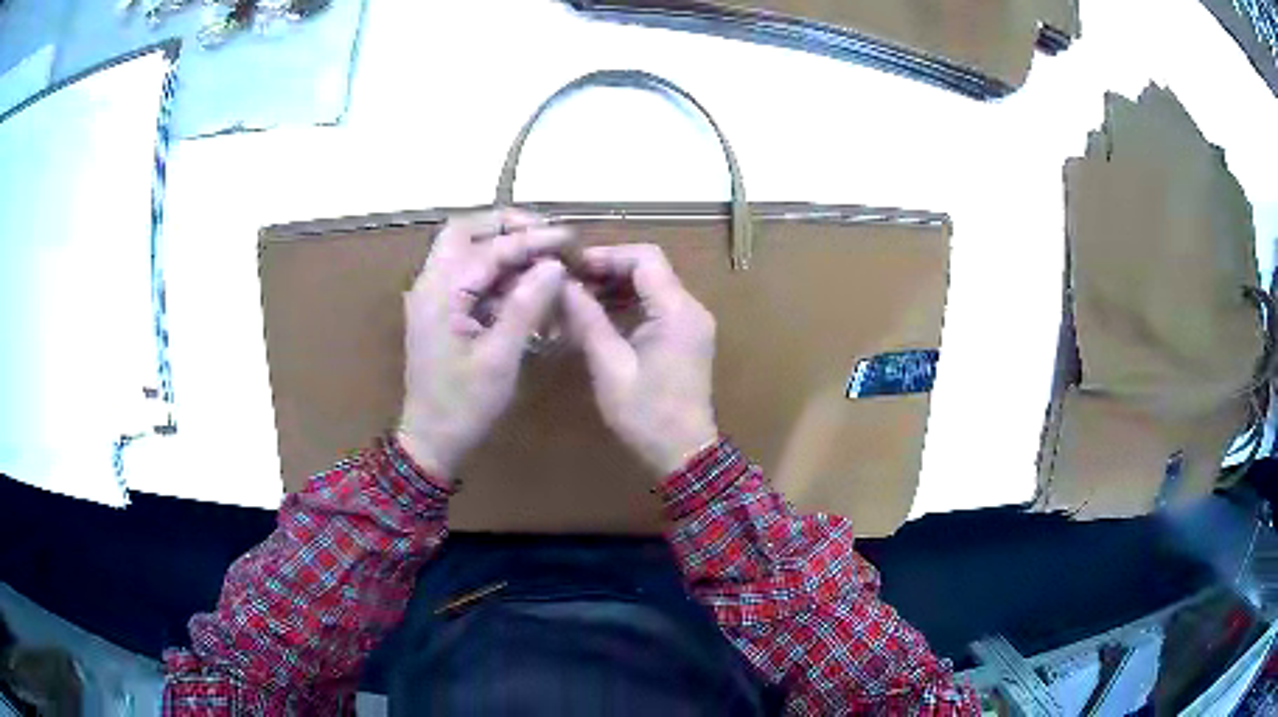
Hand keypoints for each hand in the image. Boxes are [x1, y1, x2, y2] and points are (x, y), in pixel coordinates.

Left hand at [398, 210, 570, 480]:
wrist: (431, 439)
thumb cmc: (464, 405)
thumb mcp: (500, 358)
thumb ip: (526, 307)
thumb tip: (554, 266)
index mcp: (441, 293)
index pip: (489, 249)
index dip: (532, 240)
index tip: (569, 237)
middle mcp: (430, 284)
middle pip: (464, 232)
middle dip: (506, 226)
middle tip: (545, 236)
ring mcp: (432, 296)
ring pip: (464, 249)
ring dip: (501, 246)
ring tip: (542, 258)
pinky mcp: (440, 310)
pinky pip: (467, 275)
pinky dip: (495, 272)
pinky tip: (524, 286)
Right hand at [562, 244, 719, 476]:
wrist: (684, 454)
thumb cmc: (646, 414)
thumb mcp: (610, 367)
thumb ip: (588, 320)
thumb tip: (563, 285)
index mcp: (677, 310)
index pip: (645, 258)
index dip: (607, 255)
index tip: (572, 267)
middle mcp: (691, 308)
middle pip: (650, 269)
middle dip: (609, 270)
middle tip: (569, 282)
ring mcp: (691, 323)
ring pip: (652, 286)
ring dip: (617, 287)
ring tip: (578, 298)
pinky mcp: (686, 337)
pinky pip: (657, 307)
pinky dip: (629, 305)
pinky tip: (599, 317)